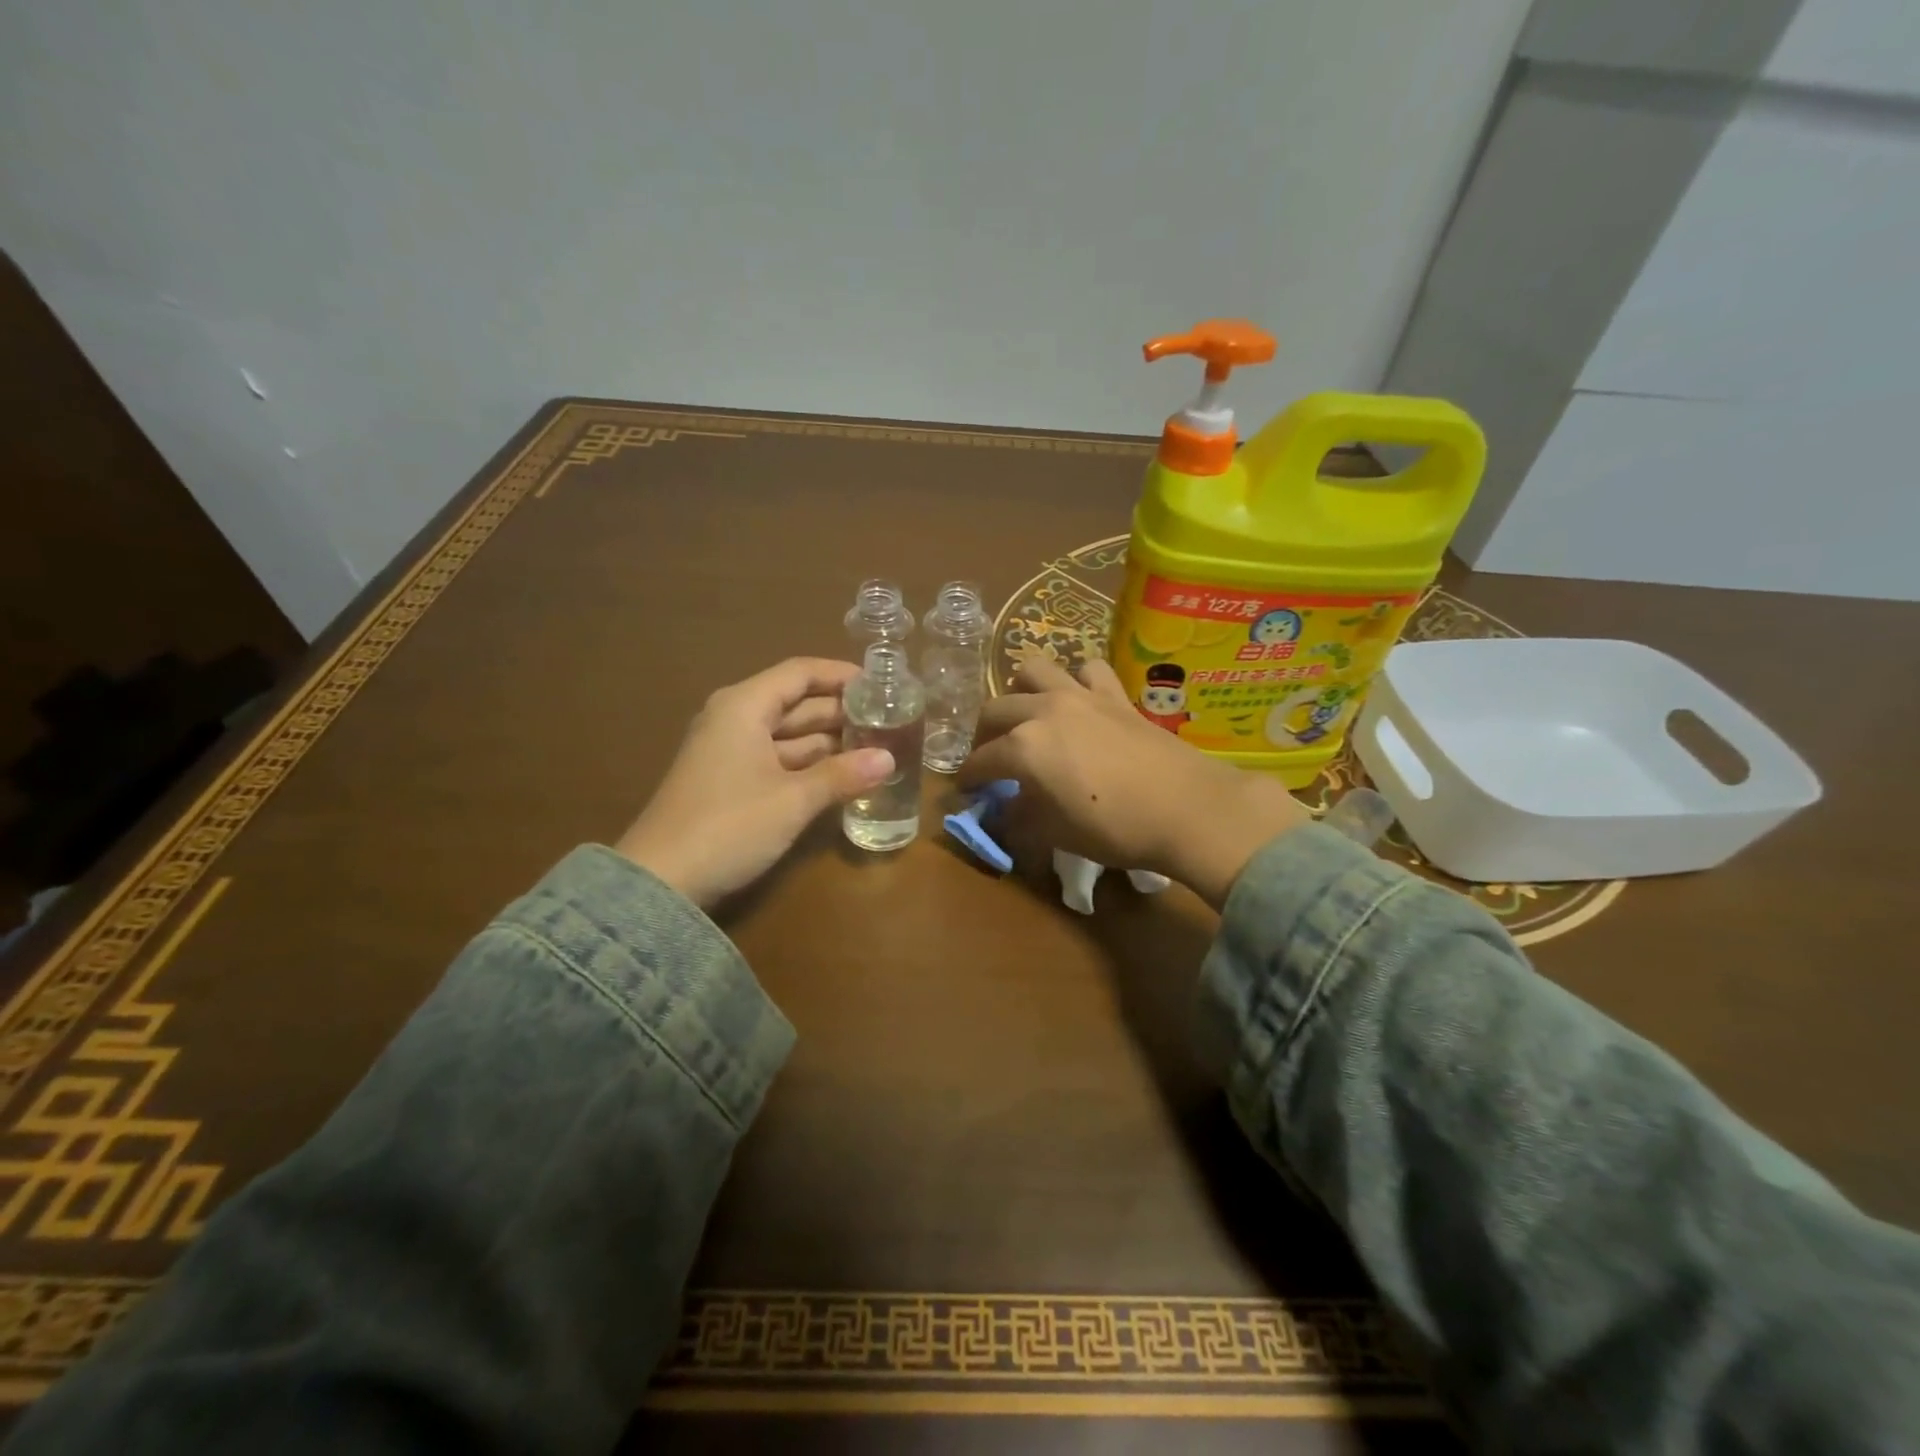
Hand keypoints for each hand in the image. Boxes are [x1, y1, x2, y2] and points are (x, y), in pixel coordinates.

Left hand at [615, 658, 893, 908]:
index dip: (841, 675)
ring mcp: (729, 751)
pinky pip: (777, 759)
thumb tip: (888, 759)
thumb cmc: (729, 825)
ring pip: (789, 734)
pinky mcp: (729, 781)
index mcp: (744, 706)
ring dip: (828, 741)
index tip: (880, 684)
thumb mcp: (793, 800)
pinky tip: (842, 775)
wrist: (661, 882)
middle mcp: (735, 719)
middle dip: (840, 711)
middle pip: (796, 702)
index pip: (800, 673)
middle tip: (889, 719)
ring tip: (876, 746)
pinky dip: (809, 764)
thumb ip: (842, 775)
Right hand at [959, 657, 1308, 908]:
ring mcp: (1080, 695)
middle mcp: (1043, 710)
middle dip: (983, 735)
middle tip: (991, 757)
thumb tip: (1003, 810)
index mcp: (1023, 747)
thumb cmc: (1114, 829)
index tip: (965, 790)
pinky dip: (1076, 680)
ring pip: (1033, 670)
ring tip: (1028, 715)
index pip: (980, 761)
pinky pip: (1086, 669)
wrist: (1187, 809)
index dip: (968, 778)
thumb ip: (1020, 818)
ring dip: (1021, 691)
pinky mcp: (1114, 694)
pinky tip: (1079, 700)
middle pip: (995, 710)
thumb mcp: (1055, 833)